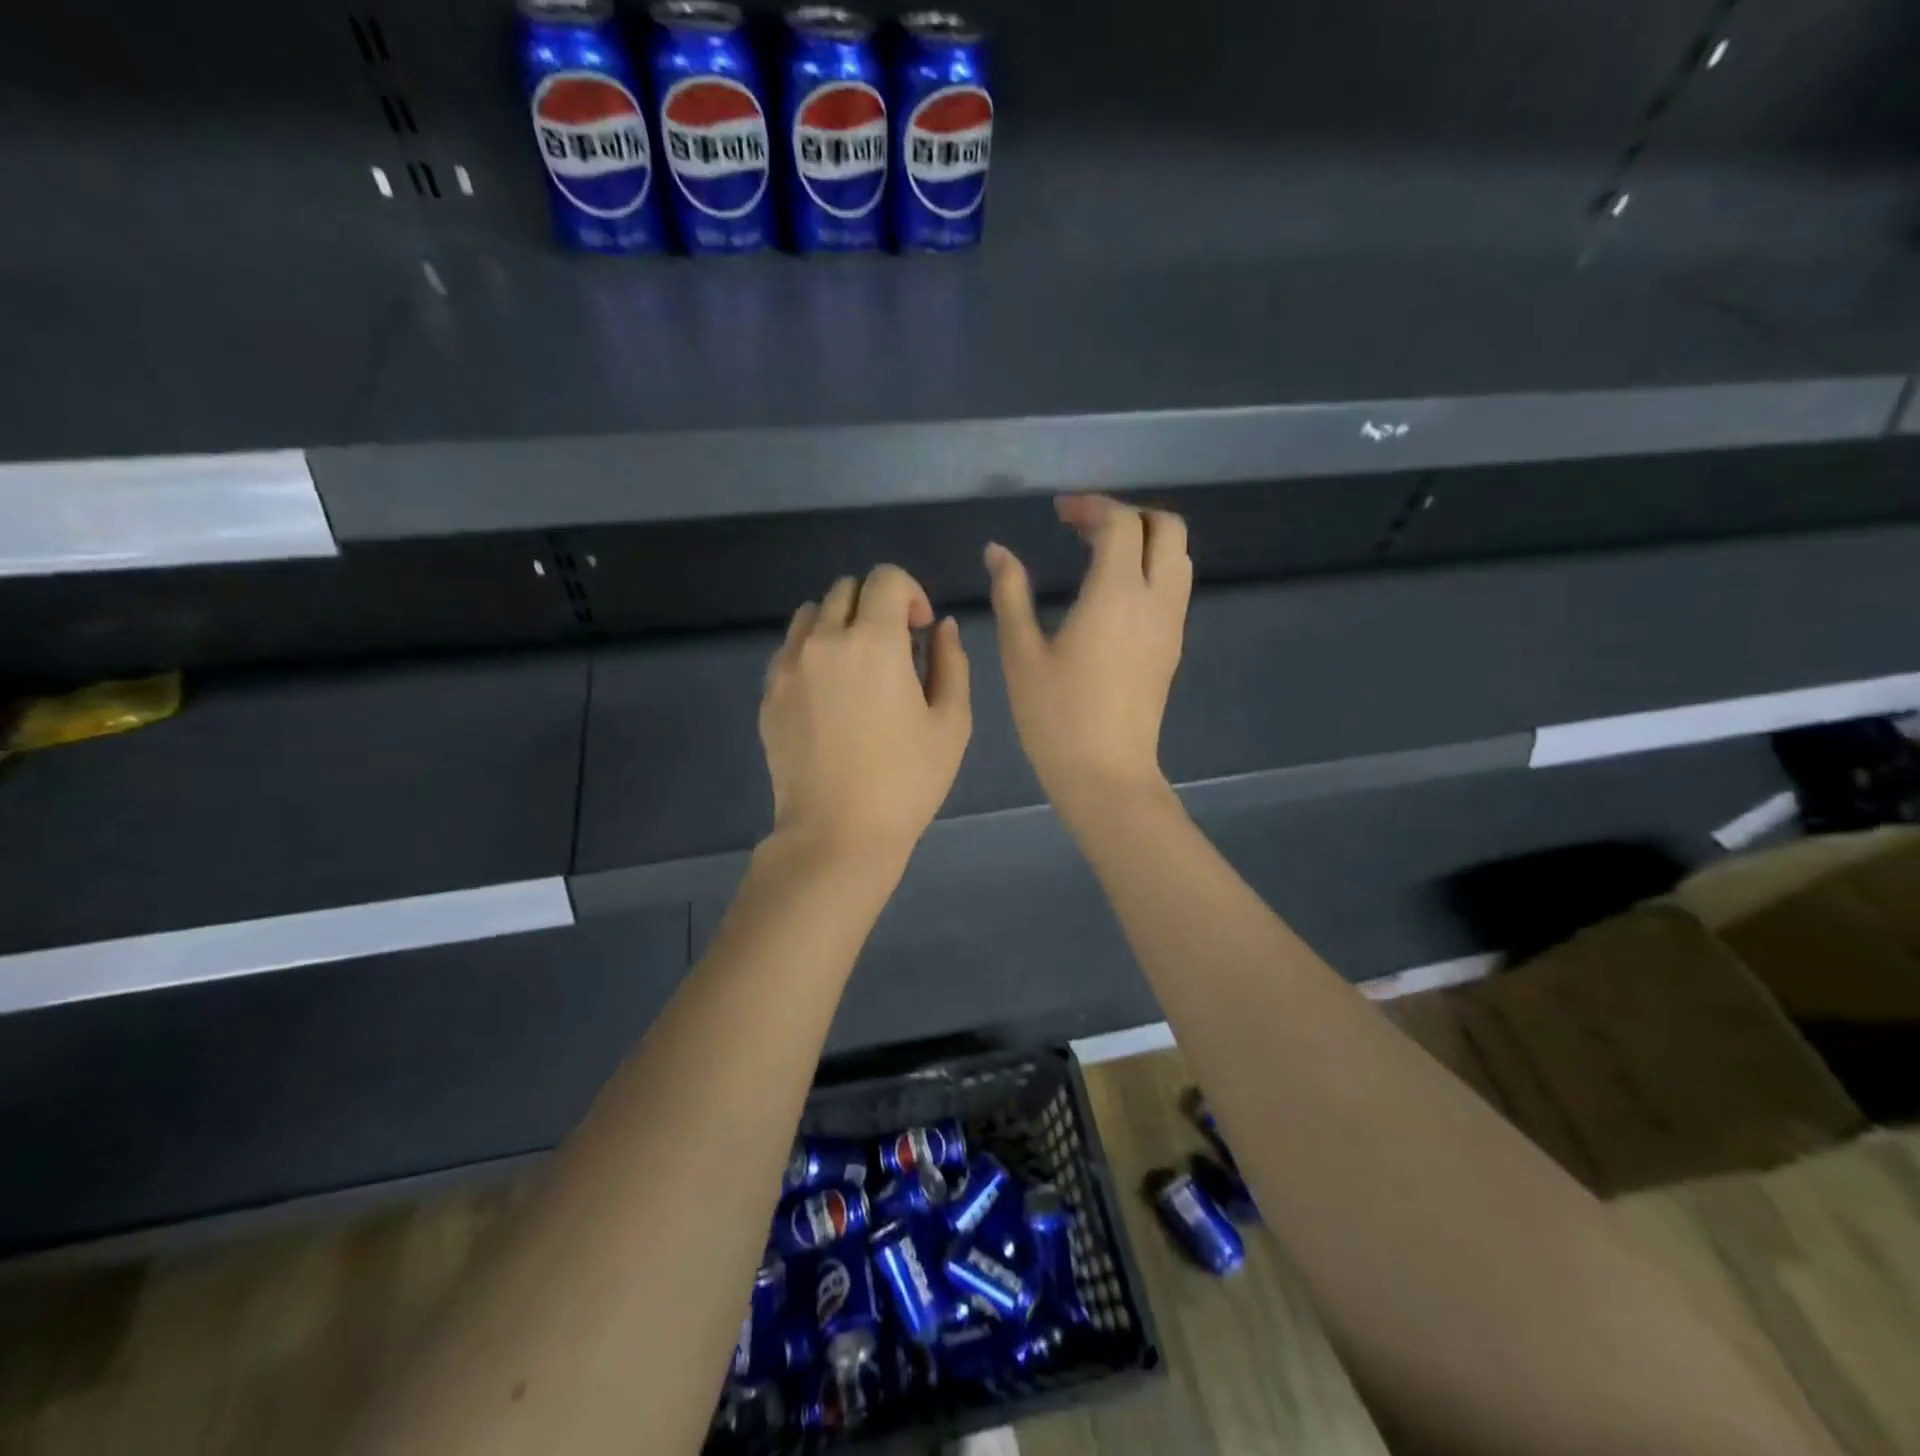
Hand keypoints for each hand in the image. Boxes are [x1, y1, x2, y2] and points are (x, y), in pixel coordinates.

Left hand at [761, 564, 970, 868]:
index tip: (920, 631)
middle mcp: (824, 641)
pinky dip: (812, 651)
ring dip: (840, 623)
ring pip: (812, 613)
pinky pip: (789, 648)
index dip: (911, 593)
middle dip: (877, 606)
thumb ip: (951, 662)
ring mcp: (789, 666)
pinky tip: (828, 692)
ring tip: (856, 667)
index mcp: (874, 642)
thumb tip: (941, 626)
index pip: (886, 578)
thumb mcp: (951, 723)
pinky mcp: (769, 693)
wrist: (838, 834)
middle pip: (847, 589)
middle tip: (893, 651)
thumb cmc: (906, 782)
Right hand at [986, 496, 1190, 822]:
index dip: (1091, 506)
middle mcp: (1156, 599)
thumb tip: (997, 551)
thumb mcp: (1021, 654)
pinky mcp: (1172, 647)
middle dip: (1129, 514)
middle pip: (1167, 527)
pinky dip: (1152, 568)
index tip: (1058, 513)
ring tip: (1099, 554)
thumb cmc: (1055, 717)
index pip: (1121, 522)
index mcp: (1117, 594)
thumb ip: (1010, 594)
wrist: (1106, 773)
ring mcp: (1171, 624)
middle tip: (1084, 528)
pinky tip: (1112, 592)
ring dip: (1145, 540)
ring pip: (1179, 556)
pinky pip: (1174, 586)